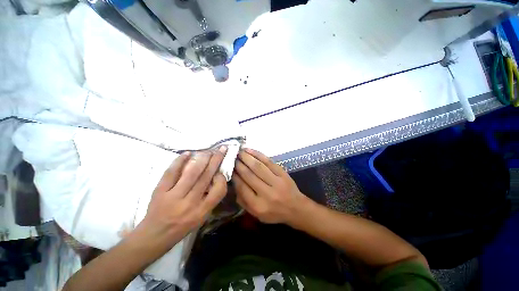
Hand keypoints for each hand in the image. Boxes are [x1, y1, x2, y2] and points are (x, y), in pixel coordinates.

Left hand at [139, 147, 227, 247]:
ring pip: (191, 173)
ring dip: (202, 159)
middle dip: (216, 160)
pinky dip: (179, 161)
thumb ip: (210, 199)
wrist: (154, 235)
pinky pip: (171, 173)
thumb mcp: (201, 217)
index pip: (218, 191)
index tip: (221, 171)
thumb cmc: (182, 226)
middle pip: (206, 177)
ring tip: (209, 150)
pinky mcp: (160, 191)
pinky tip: (187, 153)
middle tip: (222, 149)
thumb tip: (215, 177)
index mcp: (201, 211)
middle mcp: (189, 203)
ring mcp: (173, 196)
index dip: (222, 178)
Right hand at [233, 148, 306, 224]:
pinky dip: (258, 155)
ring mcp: (276, 182)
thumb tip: (234, 183)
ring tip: (239, 152)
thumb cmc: (274, 213)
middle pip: (249, 175)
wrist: (296, 208)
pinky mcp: (282, 173)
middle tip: (232, 157)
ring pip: (258, 167)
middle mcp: (267, 193)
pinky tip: (250, 151)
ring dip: (247, 157)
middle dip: (239, 164)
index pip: (242, 187)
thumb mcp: (256, 214)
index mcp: (258, 205)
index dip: (234, 176)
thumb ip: (243, 201)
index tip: (229, 168)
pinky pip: (268, 162)